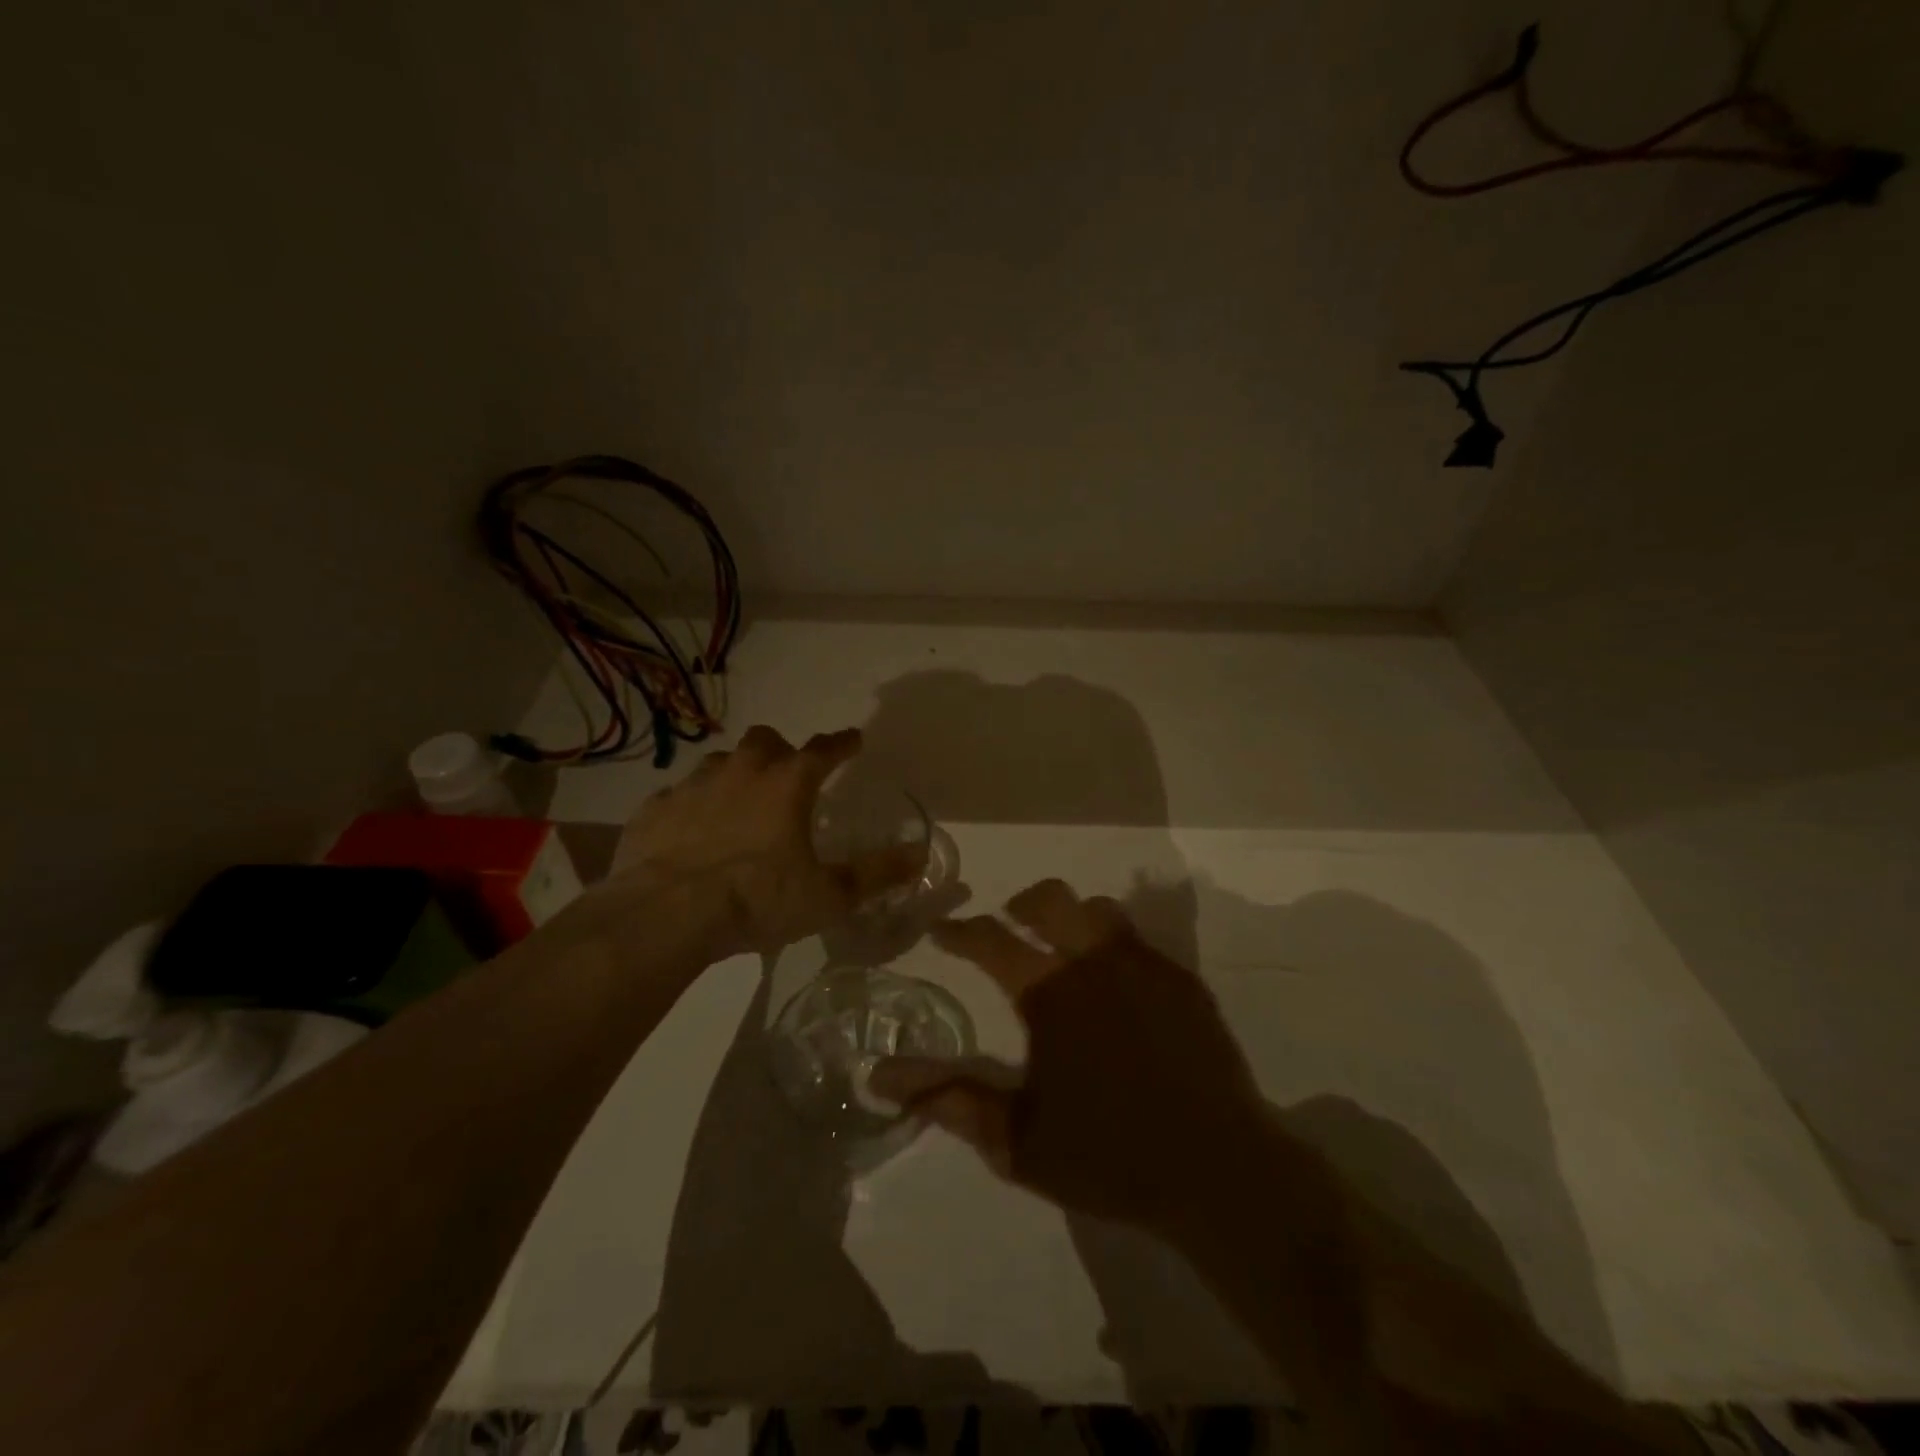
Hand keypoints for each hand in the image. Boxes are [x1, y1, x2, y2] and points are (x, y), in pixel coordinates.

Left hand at [597, 725, 919, 959]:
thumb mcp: (827, 895)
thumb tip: (918, 856)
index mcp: (787, 784)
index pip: (824, 749)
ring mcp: (692, 786)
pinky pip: (678, 795)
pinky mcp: (654, 809)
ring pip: (720, 763)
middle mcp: (741, 772)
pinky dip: (692, 806)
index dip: (842, 743)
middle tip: (788, 774)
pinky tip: (692, 831)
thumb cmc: (756, 899)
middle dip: (781, 750)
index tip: (853, 740)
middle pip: (765, 741)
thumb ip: (875, 874)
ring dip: (735, 774)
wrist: (664, 916)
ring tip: (740, 803)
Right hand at [873, 879, 1266, 1237]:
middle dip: (1020, 903)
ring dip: (1071, 918)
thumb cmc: (1109, 1156)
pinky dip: (1113, 945)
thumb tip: (882, 1077)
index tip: (942, 931)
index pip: (991, 941)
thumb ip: (950, 1100)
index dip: (960, 931)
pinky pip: (1138, 940)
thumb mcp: (1016, 1140)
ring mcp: (1144, 967)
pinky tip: (1115, 982)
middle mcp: (1094, 963)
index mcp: (1050, 994)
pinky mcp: (1183, 981)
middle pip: (1049, 899)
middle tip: (1008, 923)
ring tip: (1063, 947)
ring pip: (1099, 910)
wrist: (1218, 1171)